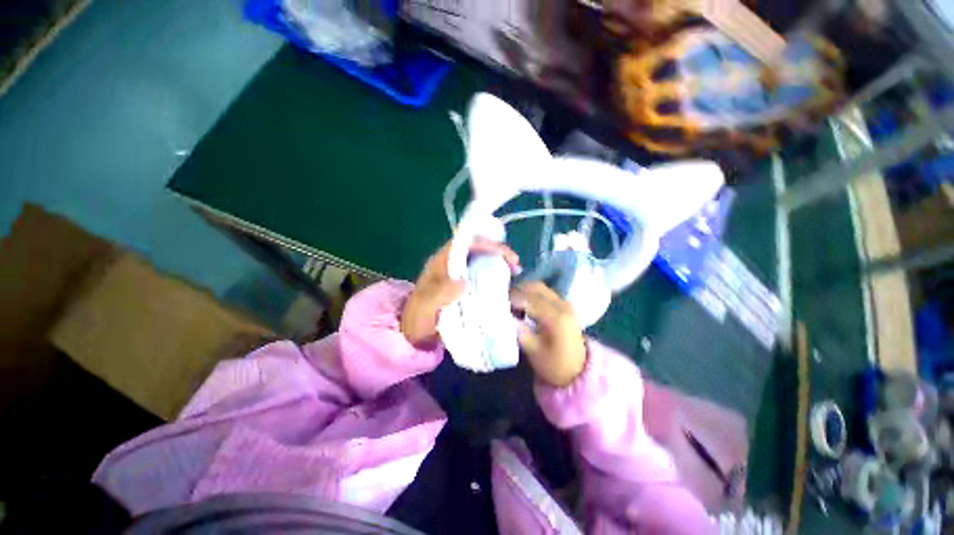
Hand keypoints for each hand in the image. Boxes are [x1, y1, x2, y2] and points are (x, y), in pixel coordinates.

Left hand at [402, 238, 519, 346]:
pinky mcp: (465, 286)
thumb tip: (465, 282)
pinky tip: (507, 282)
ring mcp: (458, 275)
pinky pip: (482, 274)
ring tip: (515, 271)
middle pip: (476, 248)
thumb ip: (440, 294)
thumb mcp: (424, 308)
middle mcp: (450, 265)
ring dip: (499, 261)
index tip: (502, 253)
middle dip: (497, 251)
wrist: (414, 335)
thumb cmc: (417, 320)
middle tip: (515, 264)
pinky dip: (496, 274)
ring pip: (481, 260)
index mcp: (439, 264)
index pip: (462, 244)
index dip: (483, 243)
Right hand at [510, 282, 585, 386]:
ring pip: (539, 287)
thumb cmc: (554, 365)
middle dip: (516, 291)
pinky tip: (523, 306)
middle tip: (502, 302)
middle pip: (534, 287)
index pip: (528, 299)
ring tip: (511, 304)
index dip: (511, 299)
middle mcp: (561, 305)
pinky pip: (544, 292)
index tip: (497, 304)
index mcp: (555, 317)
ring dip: (523, 291)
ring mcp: (564, 303)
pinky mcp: (563, 305)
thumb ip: (520, 332)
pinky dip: (531, 294)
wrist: (579, 371)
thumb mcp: (534, 352)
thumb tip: (505, 317)